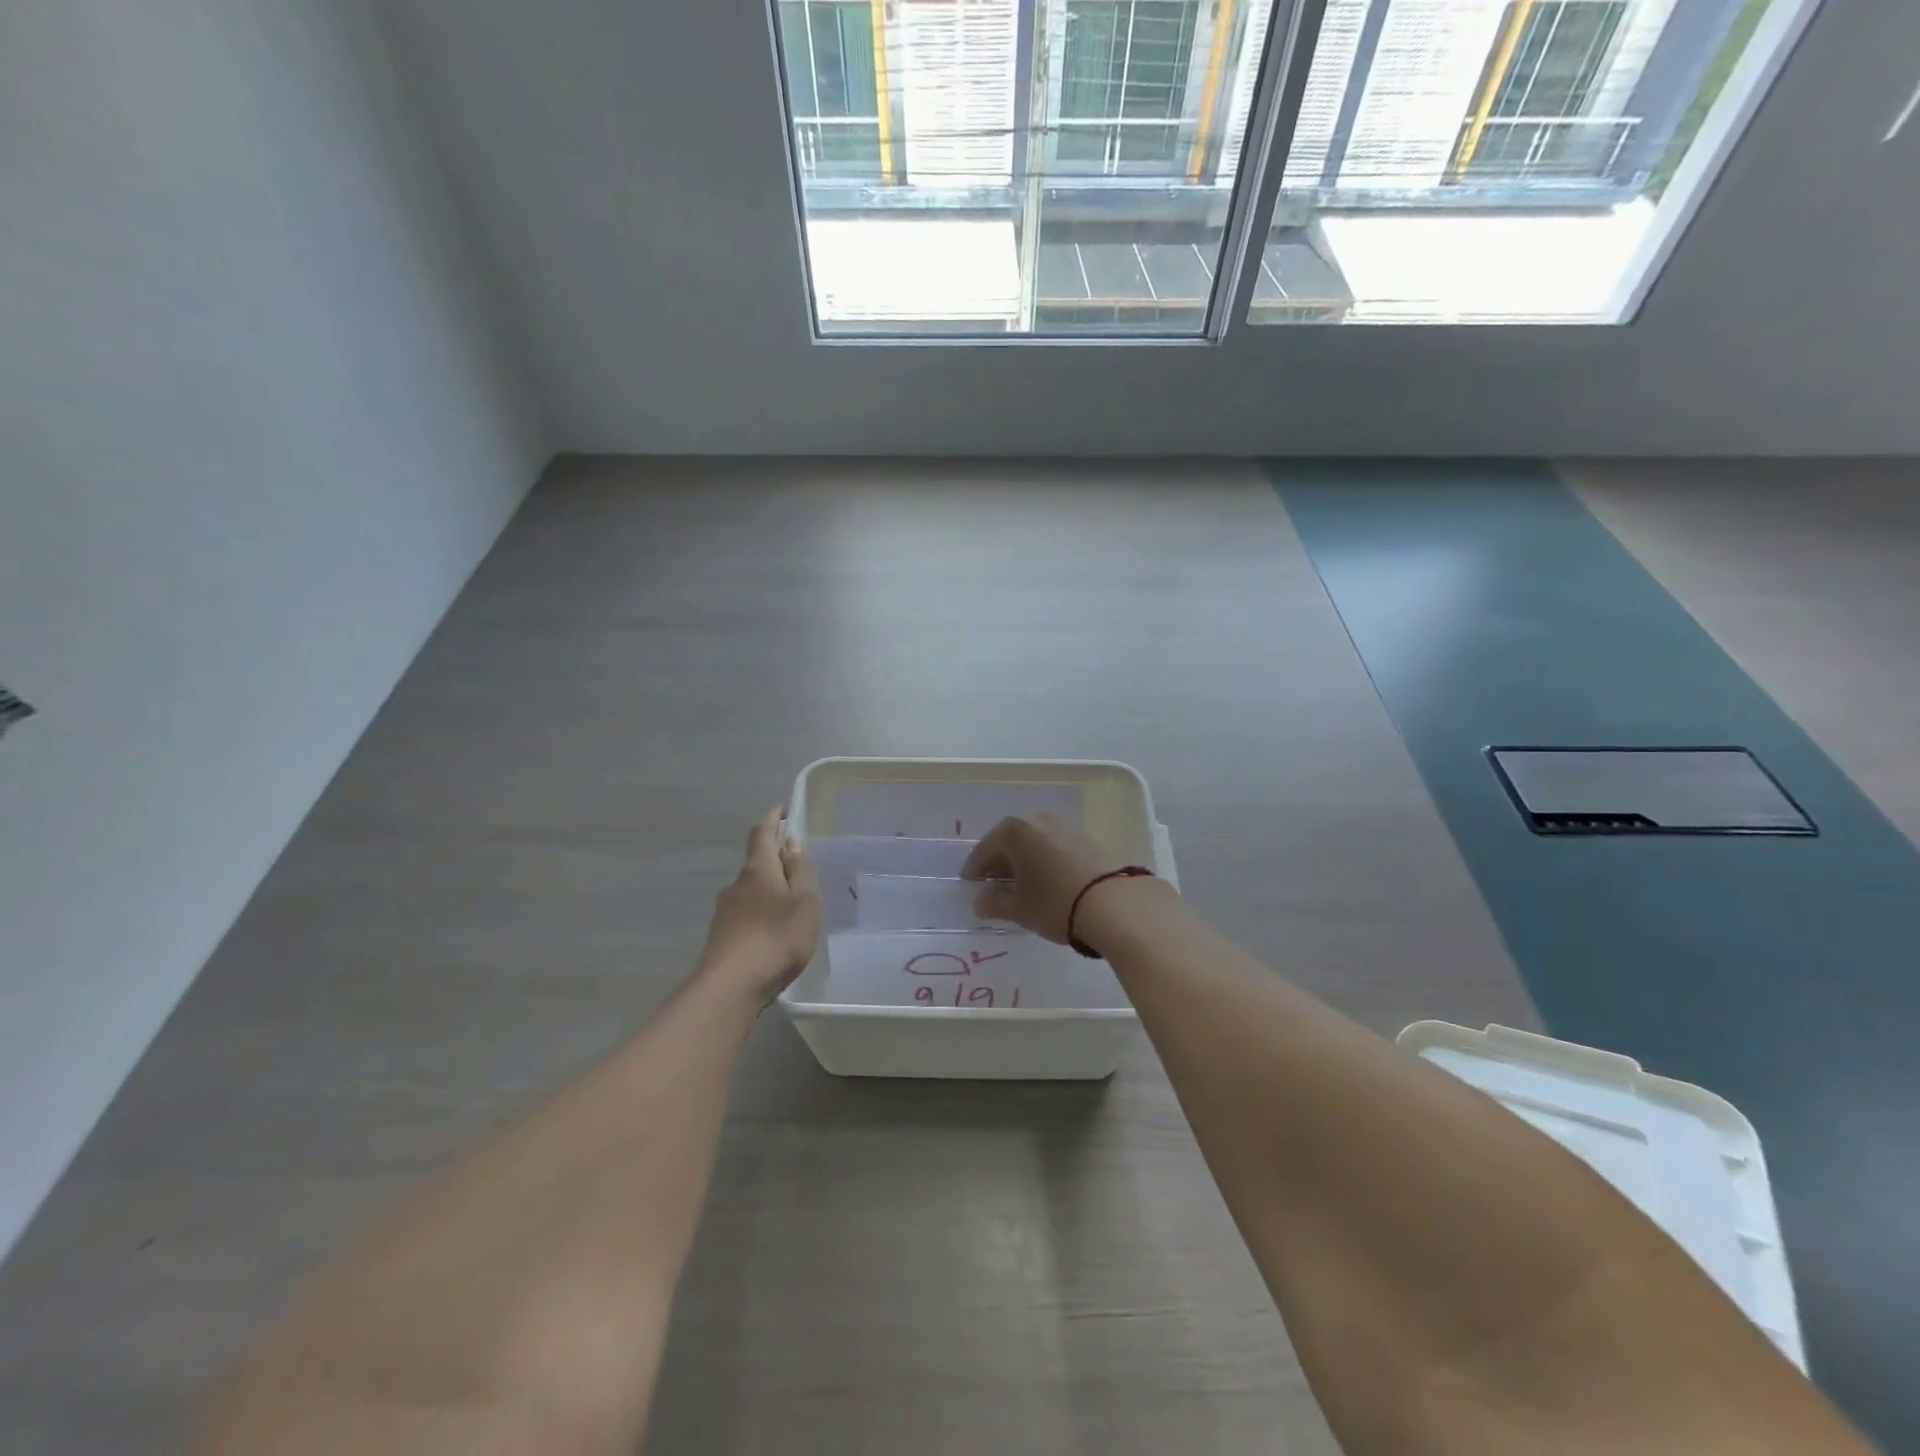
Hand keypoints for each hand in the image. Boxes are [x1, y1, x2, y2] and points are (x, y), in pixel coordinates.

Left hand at [697, 808, 820, 1004]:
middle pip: (756, 863)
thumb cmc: (775, 938)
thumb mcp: (804, 903)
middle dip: (775, 859)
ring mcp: (725, 912)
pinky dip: (761, 913)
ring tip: (791, 903)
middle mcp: (736, 885)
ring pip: (750, 891)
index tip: (782, 809)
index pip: (762, 833)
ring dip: (768, 889)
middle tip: (798, 864)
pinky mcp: (721, 938)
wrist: (729, 988)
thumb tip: (791, 843)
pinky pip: (745, 915)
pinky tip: (773, 932)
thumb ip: (800, 872)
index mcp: (758, 870)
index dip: (773, 818)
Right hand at [962, 813, 1145, 944]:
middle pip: (1009, 842)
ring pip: (1032, 843)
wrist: (1114, 903)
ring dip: (1022, 861)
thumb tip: (981, 901)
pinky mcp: (1085, 839)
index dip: (974, 870)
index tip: (969, 885)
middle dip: (998, 863)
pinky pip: (1052, 847)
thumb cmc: (1055, 903)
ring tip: (1019, 886)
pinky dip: (1042, 861)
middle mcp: (1037, 820)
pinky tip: (1045, 881)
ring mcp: (1064, 826)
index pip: (984, 850)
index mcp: (1014, 831)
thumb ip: (994, 903)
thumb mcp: (1019, 909)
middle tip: (991, 885)